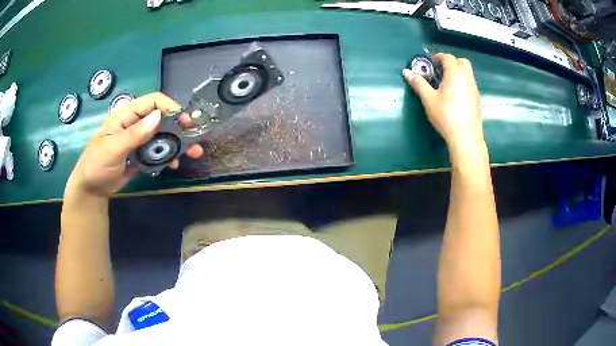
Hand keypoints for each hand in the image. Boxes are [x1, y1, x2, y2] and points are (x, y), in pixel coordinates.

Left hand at [67, 92, 202, 197]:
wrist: (91, 189)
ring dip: (178, 143)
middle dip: (179, 126)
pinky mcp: (141, 155)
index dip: (169, 107)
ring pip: (162, 136)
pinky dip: (168, 156)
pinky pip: (158, 151)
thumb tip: (158, 117)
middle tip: (195, 136)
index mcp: (127, 115)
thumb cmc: (97, 164)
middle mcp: (135, 124)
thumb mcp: (113, 148)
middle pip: (162, 118)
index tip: (184, 121)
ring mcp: (139, 140)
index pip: (153, 102)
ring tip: (193, 153)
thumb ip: (135, 134)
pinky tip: (174, 164)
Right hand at [403, 53, 483, 148]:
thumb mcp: (429, 99)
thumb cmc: (446, 116)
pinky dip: (463, 83)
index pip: (447, 57)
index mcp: (455, 74)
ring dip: (458, 73)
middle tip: (440, 70)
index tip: (430, 62)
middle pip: (462, 62)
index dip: (438, 56)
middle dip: (451, 62)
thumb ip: (419, 84)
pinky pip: (470, 84)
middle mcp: (467, 78)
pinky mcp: (477, 100)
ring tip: (446, 84)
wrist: (466, 137)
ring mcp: (474, 89)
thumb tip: (406, 72)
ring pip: (468, 74)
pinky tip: (455, 96)